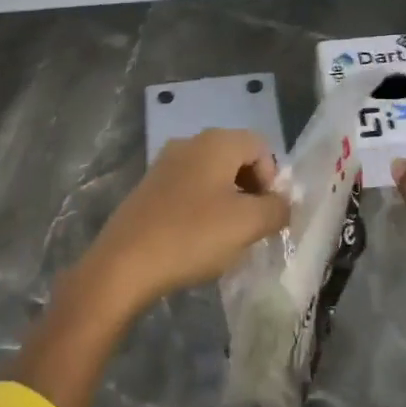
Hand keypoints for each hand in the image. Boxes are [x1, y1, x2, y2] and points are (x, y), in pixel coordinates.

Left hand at [85, 128, 289, 306]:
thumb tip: (282, 204)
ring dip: (227, 201)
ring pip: (212, 175)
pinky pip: (189, 189)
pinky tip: (197, 239)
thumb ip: (276, 209)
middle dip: (251, 190)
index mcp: (216, 142)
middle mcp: (190, 143)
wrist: (123, 264)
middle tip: (251, 226)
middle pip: (236, 157)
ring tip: (225, 237)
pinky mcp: (148, 187)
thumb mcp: (247, 225)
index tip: (266, 214)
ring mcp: (165, 164)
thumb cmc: (192, 236)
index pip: (261, 146)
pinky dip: (202, 208)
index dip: (272, 179)